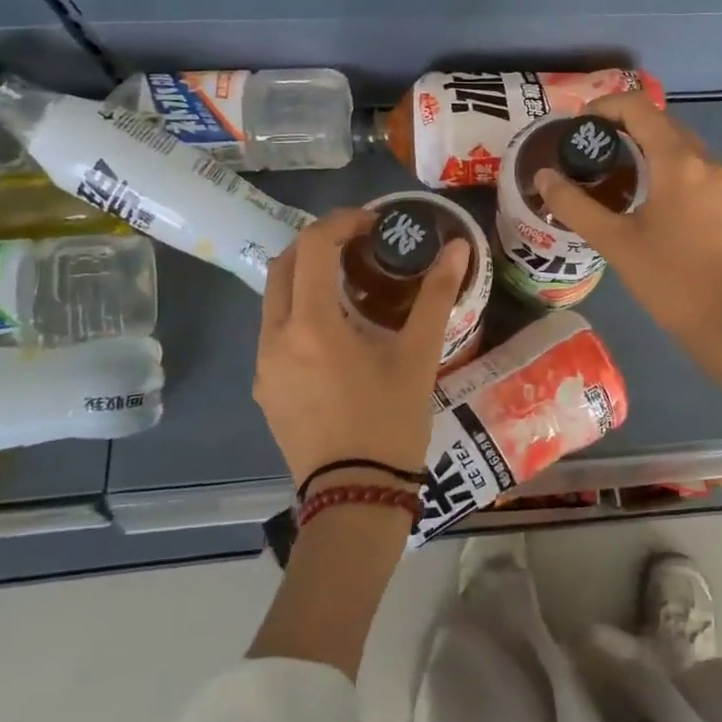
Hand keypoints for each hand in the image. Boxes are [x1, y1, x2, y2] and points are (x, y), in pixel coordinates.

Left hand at [254, 209, 469, 488]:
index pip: (313, 246)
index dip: (342, 222)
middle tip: (360, 244)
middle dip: (319, 243)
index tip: (374, 223)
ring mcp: (263, 366)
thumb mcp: (418, 356)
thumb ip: (436, 295)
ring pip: (274, 299)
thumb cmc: (390, 422)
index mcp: (311, 325)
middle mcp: (275, 338)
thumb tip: (457, 247)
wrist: (356, 499)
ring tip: (351, 285)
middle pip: (283, 265)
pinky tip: (336, 332)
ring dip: (307, 277)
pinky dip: (300, 311)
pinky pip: (275, 332)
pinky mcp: (265, 389)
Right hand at [536, 93, 721, 412]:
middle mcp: (707, 160)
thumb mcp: (614, 241)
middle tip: (589, 149)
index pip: (639, 108)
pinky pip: (694, 167)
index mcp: (679, 162)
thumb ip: (574, 204)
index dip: (605, 107)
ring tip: (613, 170)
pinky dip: (667, 165)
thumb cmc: (668, 280)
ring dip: (647, 146)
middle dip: (624, 126)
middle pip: (661, 123)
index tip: (578, 125)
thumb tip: (543, 175)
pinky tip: (647, 194)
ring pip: (680, 144)